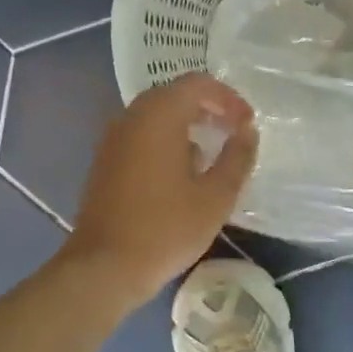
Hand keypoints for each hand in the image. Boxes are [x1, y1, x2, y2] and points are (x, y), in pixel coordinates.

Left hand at [64, 73, 257, 307]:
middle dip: (208, 108)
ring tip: (211, 154)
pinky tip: (181, 173)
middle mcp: (131, 117)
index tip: (247, 125)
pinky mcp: (105, 161)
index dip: (228, 98)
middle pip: (174, 94)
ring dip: (186, 125)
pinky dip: (166, 140)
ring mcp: (113, 139)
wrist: (105, 267)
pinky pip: (141, 135)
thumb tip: (247, 131)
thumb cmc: (166, 229)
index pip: (197, 84)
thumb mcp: (216, 197)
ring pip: (156, 115)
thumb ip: (237, 157)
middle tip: (233, 133)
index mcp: (159, 116)